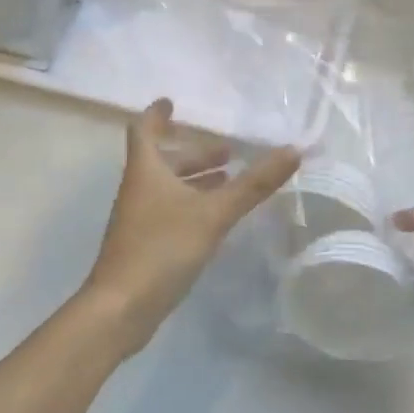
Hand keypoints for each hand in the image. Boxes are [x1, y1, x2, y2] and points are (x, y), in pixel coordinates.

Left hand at [85, 99, 299, 355]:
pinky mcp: (144, 245)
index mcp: (147, 172)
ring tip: (228, 180)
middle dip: (194, 153)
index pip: (144, 130)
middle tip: (227, 152)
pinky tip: (215, 217)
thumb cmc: (162, 249)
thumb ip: (253, 184)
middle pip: (163, 161)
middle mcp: (139, 190)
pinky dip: (192, 204)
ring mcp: (138, 220)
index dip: (157, 115)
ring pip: (167, 187)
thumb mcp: (214, 213)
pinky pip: (169, 211)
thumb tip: (293, 151)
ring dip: (195, 180)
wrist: (120, 310)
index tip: (171, 102)